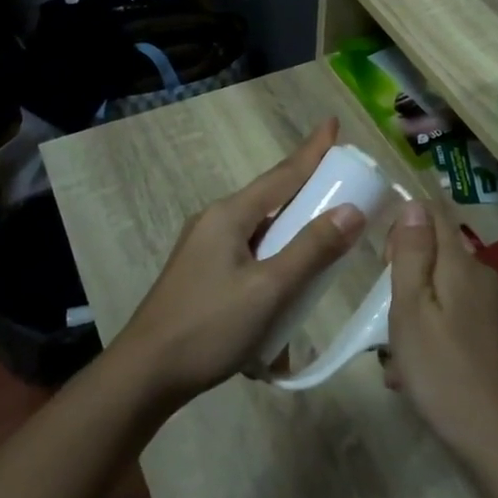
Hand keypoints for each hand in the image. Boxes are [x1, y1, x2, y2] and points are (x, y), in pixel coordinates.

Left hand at [115, 119, 364, 408]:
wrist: (146, 375)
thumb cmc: (209, 327)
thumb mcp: (269, 289)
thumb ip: (311, 249)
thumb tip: (352, 210)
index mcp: (229, 215)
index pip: (282, 174)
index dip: (312, 151)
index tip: (333, 123)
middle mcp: (215, 222)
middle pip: (271, 197)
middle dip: (306, 189)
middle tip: (342, 182)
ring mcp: (205, 249)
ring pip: (261, 229)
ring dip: (292, 230)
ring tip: (323, 234)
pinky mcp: (202, 275)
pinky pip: (249, 254)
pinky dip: (274, 259)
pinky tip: (288, 286)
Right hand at [382, 202, 497, 471]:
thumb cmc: (444, 372)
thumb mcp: (412, 310)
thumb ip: (412, 254)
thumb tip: (414, 204)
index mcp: (462, 264)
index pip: (434, 214)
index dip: (404, 225)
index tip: (383, 260)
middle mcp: (481, 277)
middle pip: (435, 253)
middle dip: (403, 276)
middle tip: (385, 314)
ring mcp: (490, 309)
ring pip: (438, 291)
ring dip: (411, 313)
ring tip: (393, 355)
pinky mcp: (490, 336)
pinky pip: (450, 318)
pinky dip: (427, 335)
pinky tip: (412, 372)